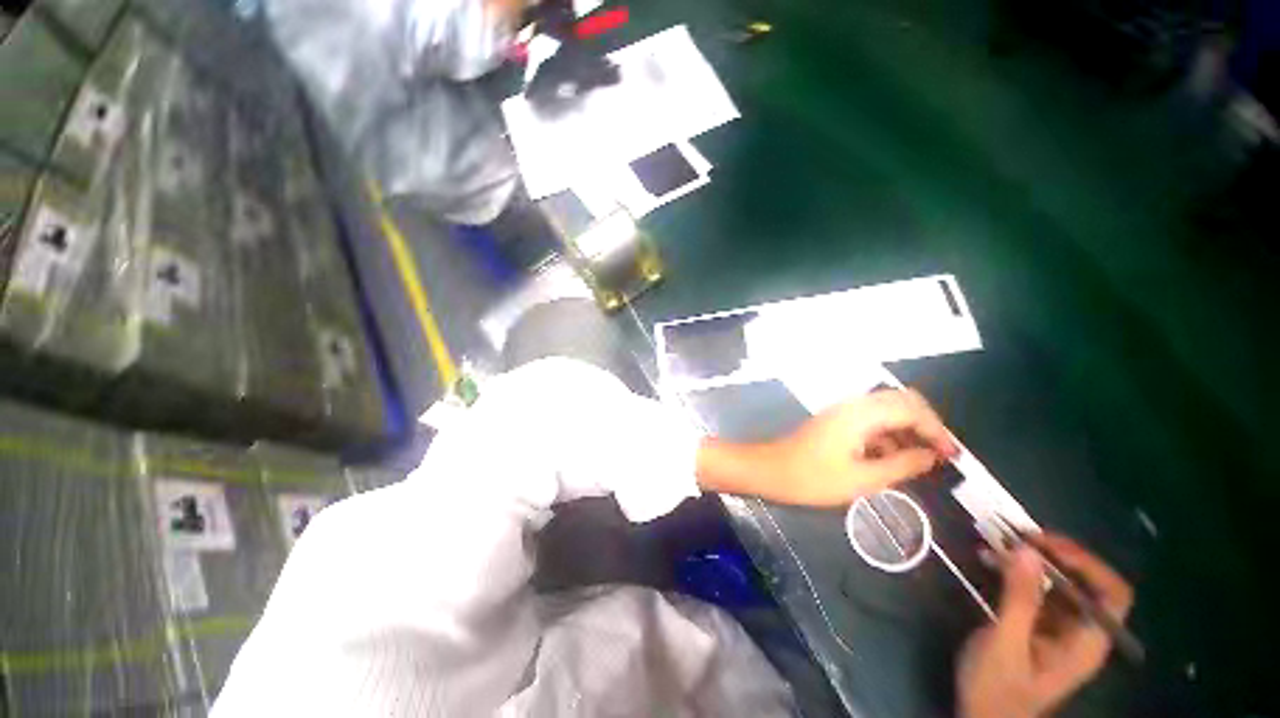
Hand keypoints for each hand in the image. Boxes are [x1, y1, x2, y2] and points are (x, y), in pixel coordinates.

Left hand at [697, 389, 956, 506]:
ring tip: (919, 461)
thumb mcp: (861, 479)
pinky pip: (870, 420)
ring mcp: (842, 412)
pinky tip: (891, 459)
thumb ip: (901, 466)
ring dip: (906, 430)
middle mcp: (853, 406)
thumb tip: (932, 456)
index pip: (911, 409)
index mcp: (860, 415)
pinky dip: (887, 435)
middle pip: (900, 402)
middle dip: (925, 425)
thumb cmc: (812, 478)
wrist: (770, 470)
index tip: (951, 456)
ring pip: (885, 410)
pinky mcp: (835, 421)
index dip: (936, 429)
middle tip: (938, 454)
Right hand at [957, 535, 1134, 717]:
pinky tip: (990, 560)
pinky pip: (1035, 592)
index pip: (1110, 594)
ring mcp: (1059, 630)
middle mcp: (1080, 632)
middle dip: (1053, 556)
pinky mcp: (1037, 627)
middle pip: (1084, 585)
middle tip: (1017, 536)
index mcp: (1086, 642)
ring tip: (998, 541)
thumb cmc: (998, 689)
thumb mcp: (1006, 643)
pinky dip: (1016, 572)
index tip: (1046, 545)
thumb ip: (1019, 598)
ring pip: (1057, 585)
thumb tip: (1026, 550)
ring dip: (1031, 561)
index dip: (1087, 565)